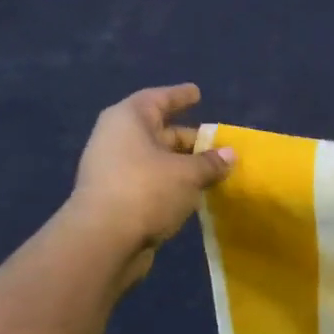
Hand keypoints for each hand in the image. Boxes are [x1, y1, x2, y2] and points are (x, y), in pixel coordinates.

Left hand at [63, 85, 233, 286]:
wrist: (104, 240)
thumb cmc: (147, 190)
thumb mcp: (188, 173)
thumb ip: (211, 162)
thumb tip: (230, 154)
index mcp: (129, 120)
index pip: (158, 99)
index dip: (180, 96)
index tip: (197, 93)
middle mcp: (117, 139)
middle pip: (159, 131)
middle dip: (188, 138)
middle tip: (216, 143)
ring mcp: (114, 170)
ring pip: (156, 160)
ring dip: (182, 165)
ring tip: (212, 170)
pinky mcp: (116, 198)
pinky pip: (150, 181)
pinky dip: (171, 183)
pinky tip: (193, 193)